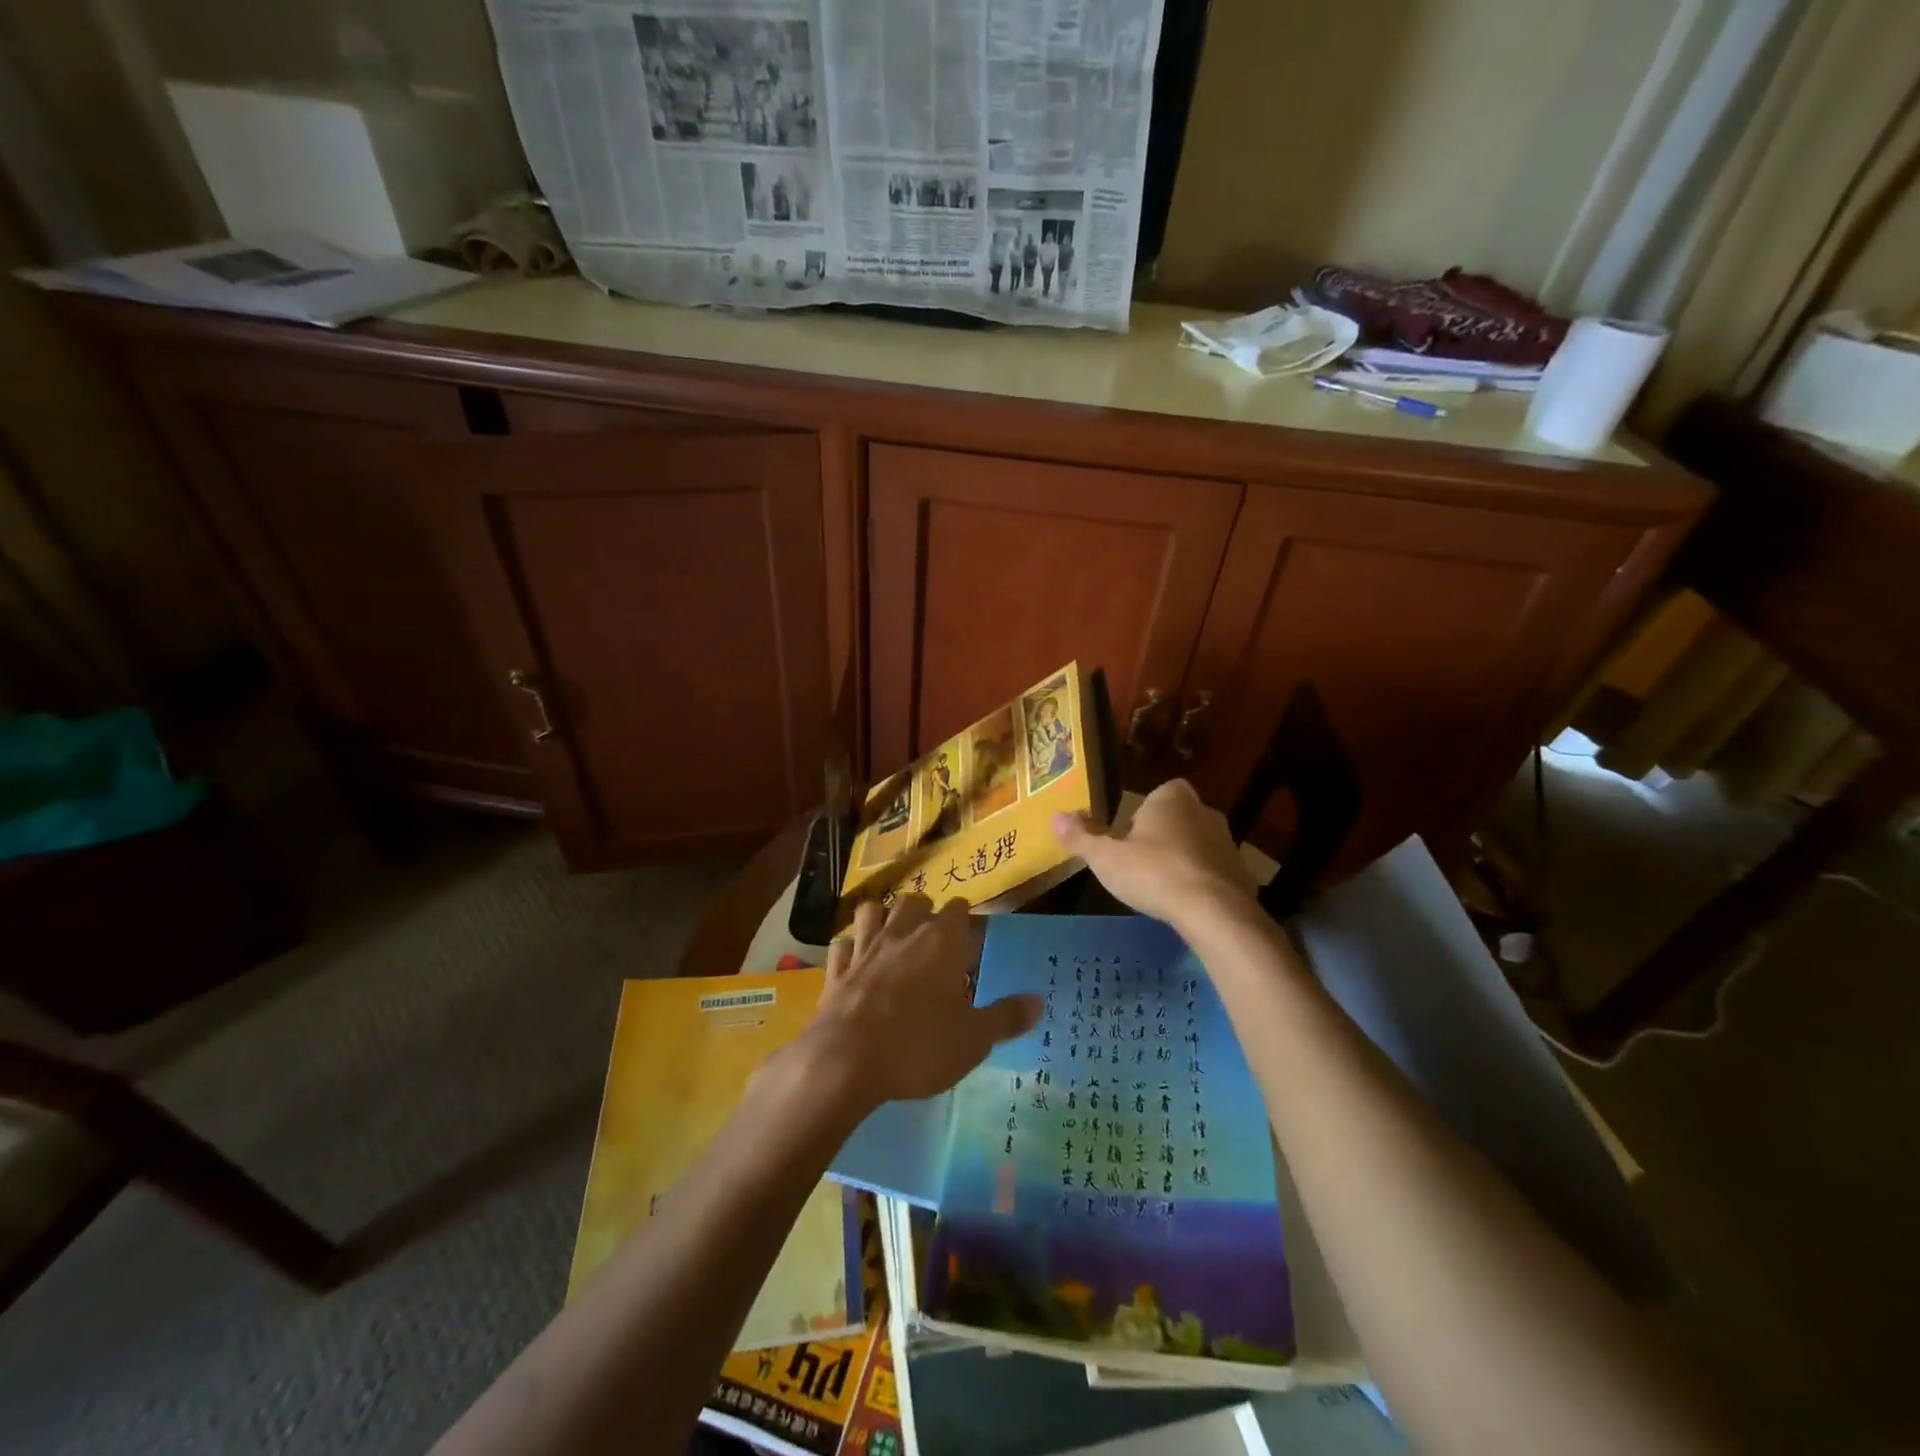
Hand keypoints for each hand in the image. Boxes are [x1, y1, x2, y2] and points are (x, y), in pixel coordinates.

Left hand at [795, 896, 1041, 1111]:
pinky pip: (842, 944)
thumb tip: (1038, 1001)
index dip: (966, 921)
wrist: (846, 1061)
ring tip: (894, 938)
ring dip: (884, 918)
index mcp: (941, 941)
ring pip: (873, 911)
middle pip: (914, 901)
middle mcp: (902, 933)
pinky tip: (855, 960)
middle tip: (935, 939)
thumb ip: (1006, 1017)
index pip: (958, 909)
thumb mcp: (974, 1040)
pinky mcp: (836, 970)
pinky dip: (850, 947)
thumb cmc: (919, 1045)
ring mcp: (864, 948)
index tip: (972, 942)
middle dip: (925, 912)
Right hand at [1054, 779, 1256, 930]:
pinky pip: (1215, 873)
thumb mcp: (1105, 857)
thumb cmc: (1153, 872)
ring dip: (1183, 860)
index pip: (1159, 793)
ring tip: (1162, 887)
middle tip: (1141, 863)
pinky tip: (1186, 905)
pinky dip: (1201, 884)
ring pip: (1198, 845)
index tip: (1128, 838)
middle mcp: (1204, 811)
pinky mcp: (1242, 874)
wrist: (1213, 910)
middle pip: (1178, 819)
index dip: (1143, 813)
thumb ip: (1081, 837)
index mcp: (1171, 798)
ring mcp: (1228, 843)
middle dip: (1162, 837)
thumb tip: (1055, 817)